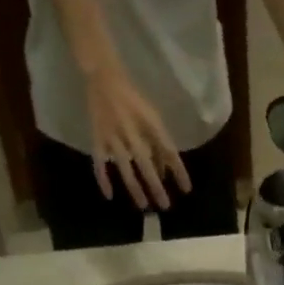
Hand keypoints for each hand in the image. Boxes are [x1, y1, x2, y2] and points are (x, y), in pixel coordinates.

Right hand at [84, 66, 189, 209]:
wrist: (103, 78)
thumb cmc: (133, 99)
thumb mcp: (152, 116)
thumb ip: (159, 142)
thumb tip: (165, 171)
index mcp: (149, 123)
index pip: (168, 151)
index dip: (179, 171)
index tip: (186, 189)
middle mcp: (132, 132)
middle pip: (147, 164)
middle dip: (157, 187)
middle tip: (165, 206)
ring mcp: (112, 137)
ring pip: (125, 169)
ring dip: (135, 189)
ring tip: (143, 206)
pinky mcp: (97, 139)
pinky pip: (99, 164)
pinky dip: (103, 180)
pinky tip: (109, 196)